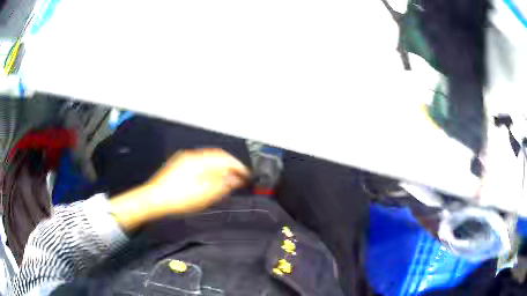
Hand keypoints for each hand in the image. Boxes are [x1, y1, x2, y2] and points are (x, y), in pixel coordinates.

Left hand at [110, 148, 249, 229]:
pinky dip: (210, 170)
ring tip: (227, 180)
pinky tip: (211, 179)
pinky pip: (200, 164)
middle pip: (217, 157)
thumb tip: (235, 179)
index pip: (225, 158)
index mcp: (199, 160)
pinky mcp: (179, 166)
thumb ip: (222, 185)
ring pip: (208, 160)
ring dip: (220, 168)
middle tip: (239, 178)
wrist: (153, 200)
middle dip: (230, 167)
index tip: (247, 175)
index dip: (238, 166)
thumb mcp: (204, 194)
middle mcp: (192, 156)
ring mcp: (184, 160)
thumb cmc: (176, 198)